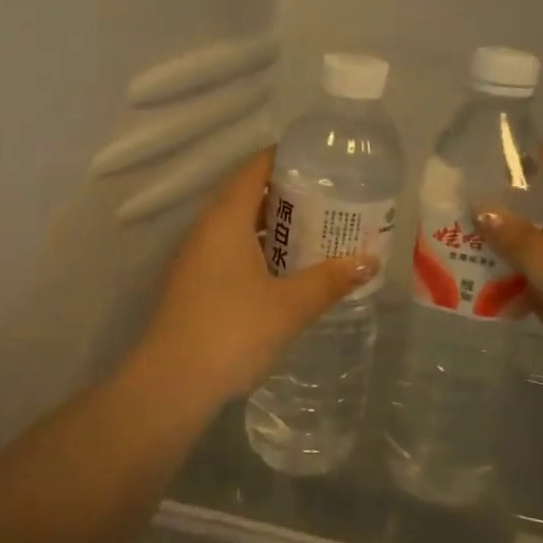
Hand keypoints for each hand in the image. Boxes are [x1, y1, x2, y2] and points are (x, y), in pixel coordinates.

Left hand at [133, 149, 372, 408]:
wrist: (172, 385)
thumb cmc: (232, 331)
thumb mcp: (290, 305)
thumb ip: (330, 280)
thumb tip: (370, 261)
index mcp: (225, 220)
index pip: (254, 169)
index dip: (284, 157)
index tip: (319, 159)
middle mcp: (206, 230)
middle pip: (246, 195)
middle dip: (286, 193)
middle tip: (328, 196)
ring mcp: (196, 258)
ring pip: (237, 226)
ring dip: (272, 224)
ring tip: (314, 229)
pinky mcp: (194, 284)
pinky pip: (230, 250)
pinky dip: (258, 249)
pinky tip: (285, 269)